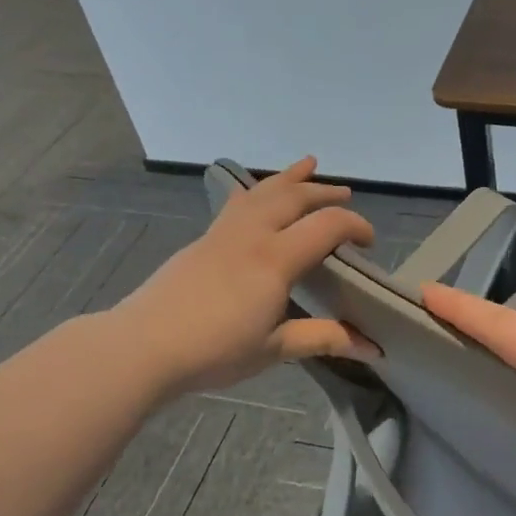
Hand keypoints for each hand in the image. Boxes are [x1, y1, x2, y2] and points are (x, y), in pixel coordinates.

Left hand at [111, 158, 379, 395]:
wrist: (142, 347)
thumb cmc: (213, 351)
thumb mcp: (274, 349)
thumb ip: (322, 338)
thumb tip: (372, 348)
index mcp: (275, 259)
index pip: (327, 225)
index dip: (355, 226)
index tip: (369, 242)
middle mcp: (252, 235)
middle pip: (295, 197)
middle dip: (324, 192)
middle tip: (345, 194)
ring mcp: (223, 233)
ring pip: (263, 191)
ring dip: (290, 178)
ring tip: (308, 164)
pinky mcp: (203, 239)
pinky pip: (239, 201)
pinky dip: (259, 190)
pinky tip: (258, 195)